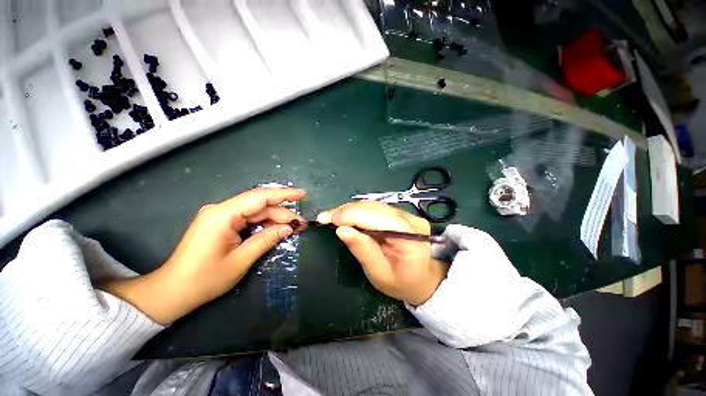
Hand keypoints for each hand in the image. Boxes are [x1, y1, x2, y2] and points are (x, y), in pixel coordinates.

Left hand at [102, 187, 305, 323]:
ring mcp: (220, 216)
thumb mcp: (240, 260)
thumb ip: (267, 239)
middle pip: (260, 205)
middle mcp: (221, 210)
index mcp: (222, 215)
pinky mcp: (221, 223)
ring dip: (275, 219)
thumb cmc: (204, 279)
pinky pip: (248, 219)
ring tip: (294, 227)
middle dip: (283, 213)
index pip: (259, 197)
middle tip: (302, 224)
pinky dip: (264, 224)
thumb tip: (290, 228)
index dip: (284, 194)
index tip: (303, 194)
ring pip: (256, 212)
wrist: (172, 292)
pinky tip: (277, 229)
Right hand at [317, 201, 447, 305]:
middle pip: (375, 208)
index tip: (328, 218)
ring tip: (333, 217)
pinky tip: (347, 216)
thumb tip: (341, 230)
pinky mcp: (401, 215)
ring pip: (374, 205)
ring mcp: (408, 215)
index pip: (379, 217)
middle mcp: (411, 220)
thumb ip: (363, 251)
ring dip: (351, 210)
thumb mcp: (380, 275)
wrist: (424, 280)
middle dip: (348, 211)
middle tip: (326, 217)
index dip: (352, 215)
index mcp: (411, 237)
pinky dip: (359, 212)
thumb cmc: (403, 283)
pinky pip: (376, 209)